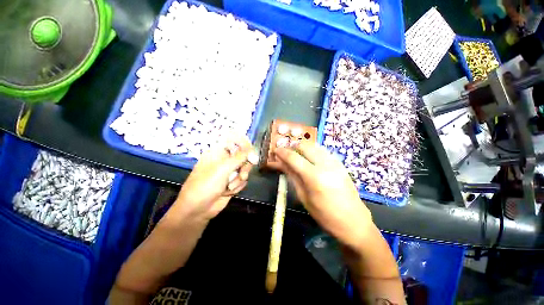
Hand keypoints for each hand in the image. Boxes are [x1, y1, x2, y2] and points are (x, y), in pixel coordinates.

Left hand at [173, 134, 255, 221]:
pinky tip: (228, 192)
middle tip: (242, 173)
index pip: (235, 141)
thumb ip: (240, 157)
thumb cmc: (206, 184)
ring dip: (239, 178)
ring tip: (230, 186)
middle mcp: (225, 160)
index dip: (244, 145)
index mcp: (219, 152)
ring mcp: (229, 171)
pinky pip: (243, 179)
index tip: (251, 152)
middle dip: (244, 166)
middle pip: (244, 156)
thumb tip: (254, 151)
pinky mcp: (233, 181)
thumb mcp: (223, 168)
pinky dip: (237, 186)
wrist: (198, 209)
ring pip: (245, 168)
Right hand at [270, 142, 372, 248]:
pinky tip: (308, 158)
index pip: (294, 158)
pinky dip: (312, 151)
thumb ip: (292, 177)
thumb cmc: (325, 215)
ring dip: (302, 147)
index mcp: (315, 177)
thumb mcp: (304, 198)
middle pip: (305, 146)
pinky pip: (323, 150)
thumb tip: (281, 164)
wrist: (354, 221)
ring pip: (314, 145)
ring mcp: (335, 162)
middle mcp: (326, 165)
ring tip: (295, 155)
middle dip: (292, 146)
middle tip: (285, 153)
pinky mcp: (340, 163)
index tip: (275, 151)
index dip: (282, 153)